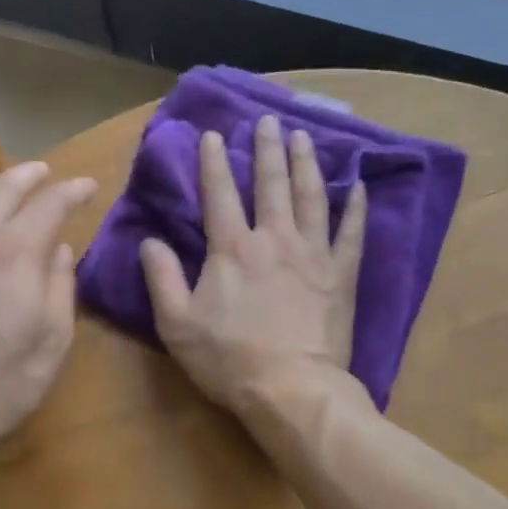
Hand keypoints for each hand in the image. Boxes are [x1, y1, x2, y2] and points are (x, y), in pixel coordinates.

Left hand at [0, 161, 96, 448]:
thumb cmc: (3, 384)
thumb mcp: (53, 341)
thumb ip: (60, 287)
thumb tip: (57, 251)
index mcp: (12, 258)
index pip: (47, 204)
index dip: (71, 190)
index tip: (86, 187)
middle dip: (27, 174)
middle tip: (44, 172)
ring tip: (1, 197)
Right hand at [141, 115, 366, 413]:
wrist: (292, 389)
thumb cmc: (230, 359)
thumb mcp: (177, 324)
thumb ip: (161, 278)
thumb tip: (149, 241)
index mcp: (232, 249)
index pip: (219, 194)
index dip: (214, 161)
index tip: (214, 134)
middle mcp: (274, 239)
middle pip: (270, 184)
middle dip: (267, 149)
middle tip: (268, 120)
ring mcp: (313, 253)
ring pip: (311, 197)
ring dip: (306, 164)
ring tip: (304, 137)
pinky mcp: (341, 274)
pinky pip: (352, 232)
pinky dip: (356, 207)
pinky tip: (358, 185)